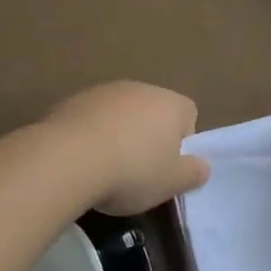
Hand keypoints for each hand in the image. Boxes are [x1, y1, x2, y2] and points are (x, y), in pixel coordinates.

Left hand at [43, 82, 209, 214]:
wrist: (68, 158)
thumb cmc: (132, 171)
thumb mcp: (172, 183)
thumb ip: (194, 172)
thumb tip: (202, 166)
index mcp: (171, 103)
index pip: (188, 115)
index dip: (182, 143)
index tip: (167, 168)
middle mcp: (140, 88)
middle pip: (153, 112)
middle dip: (149, 137)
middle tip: (139, 171)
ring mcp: (105, 91)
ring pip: (121, 114)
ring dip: (118, 134)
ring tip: (106, 168)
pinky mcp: (74, 100)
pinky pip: (92, 119)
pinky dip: (91, 135)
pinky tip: (82, 160)